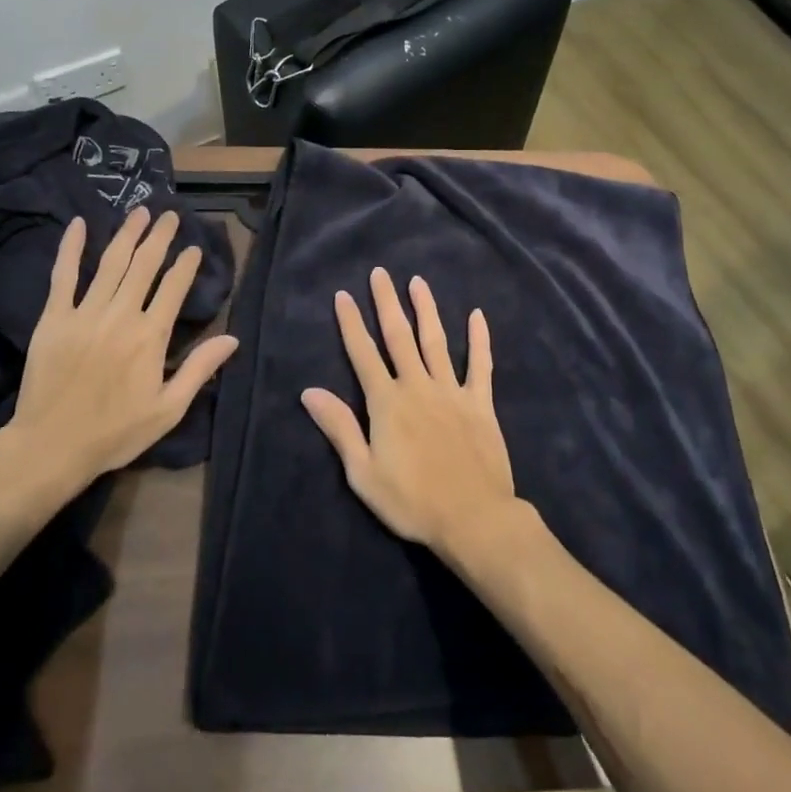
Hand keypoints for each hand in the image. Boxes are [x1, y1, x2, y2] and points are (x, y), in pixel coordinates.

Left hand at [0, 208, 237, 506]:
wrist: (51, 446)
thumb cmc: (115, 432)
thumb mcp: (168, 409)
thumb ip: (199, 369)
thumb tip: (233, 338)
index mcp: (150, 336)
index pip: (173, 287)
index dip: (186, 264)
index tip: (194, 248)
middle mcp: (121, 314)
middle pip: (144, 265)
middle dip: (159, 237)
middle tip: (169, 215)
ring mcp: (85, 313)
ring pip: (110, 263)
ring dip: (127, 234)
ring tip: (140, 212)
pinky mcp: (54, 318)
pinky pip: (63, 275)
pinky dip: (71, 248)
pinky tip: (78, 225)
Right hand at [301, 268, 518, 555]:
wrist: (474, 518)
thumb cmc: (412, 501)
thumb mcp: (363, 473)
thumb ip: (339, 428)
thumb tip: (309, 392)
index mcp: (386, 402)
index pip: (363, 353)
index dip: (351, 323)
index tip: (343, 295)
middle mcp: (417, 386)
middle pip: (398, 336)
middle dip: (387, 303)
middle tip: (380, 273)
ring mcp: (452, 392)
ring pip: (436, 341)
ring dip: (426, 310)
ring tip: (418, 282)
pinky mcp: (480, 404)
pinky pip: (480, 365)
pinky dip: (479, 340)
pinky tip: (477, 316)